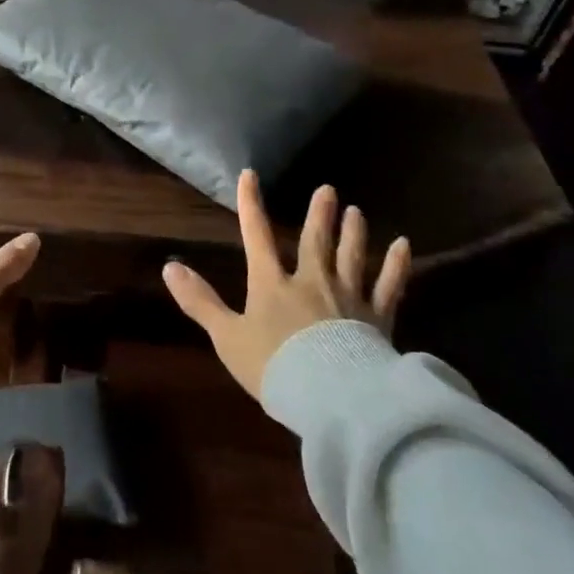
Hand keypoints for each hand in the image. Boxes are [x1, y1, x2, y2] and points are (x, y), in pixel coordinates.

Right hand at [163, 170, 409, 400]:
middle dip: (319, 214)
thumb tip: (170, 267)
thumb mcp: (227, 337)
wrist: (331, 397)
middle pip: (315, 241)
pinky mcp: (378, 318)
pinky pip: (389, 286)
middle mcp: (311, 281)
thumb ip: (200, 302)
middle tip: (328, 190)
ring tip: (357, 211)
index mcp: (272, 284)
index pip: (257, 236)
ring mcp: (348, 297)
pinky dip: (396, 266)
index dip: (251, 205)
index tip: (249, 175)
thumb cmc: (274, 367)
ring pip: (351, 256)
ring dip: (353, 232)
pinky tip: (404, 246)